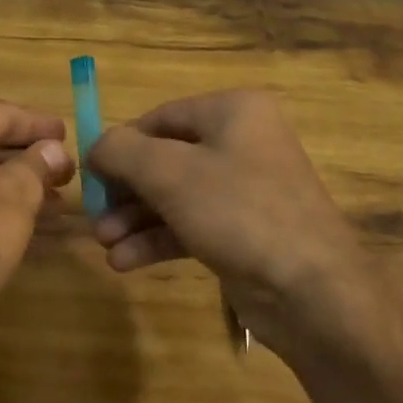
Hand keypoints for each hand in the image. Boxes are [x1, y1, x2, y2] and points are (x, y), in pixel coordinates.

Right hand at [86, 90, 383, 359]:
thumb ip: (122, 151)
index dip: (121, 144)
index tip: (89, 175)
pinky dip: (158, 239)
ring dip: (136, 218)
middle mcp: (241, 142)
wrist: (312, 291)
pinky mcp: (243, 232)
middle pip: (166, 158)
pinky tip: (125, 262)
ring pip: (176, 196)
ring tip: (105, 244)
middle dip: (126, 190)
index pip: (161, 118)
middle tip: (93, 216)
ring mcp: (245, 189)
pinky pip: (191, 225)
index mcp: (233, 112)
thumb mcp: (170, 173)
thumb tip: (96, 146)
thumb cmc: (239, 211)